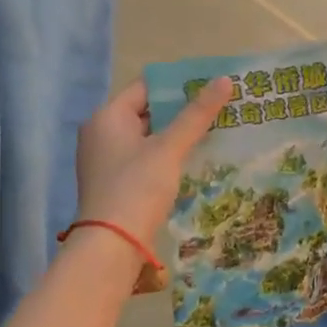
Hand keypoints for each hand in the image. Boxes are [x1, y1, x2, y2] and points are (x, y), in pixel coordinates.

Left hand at [75, 77, 234, 288]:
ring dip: (178, 133)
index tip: (210, 83)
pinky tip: (195, 157)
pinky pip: (146, 158)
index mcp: (107, 117)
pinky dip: (168, 155)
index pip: (146, 87)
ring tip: (215, 128)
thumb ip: (196, 114)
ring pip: (149, 136)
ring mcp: (108, 161)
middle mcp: (102, 134)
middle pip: (147, 111)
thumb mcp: (170, 148)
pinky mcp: (117, 183)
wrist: (111, 247)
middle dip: (182, 110)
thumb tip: (224, 79)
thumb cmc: (137, 187)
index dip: (178, 84)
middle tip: (219, 105)